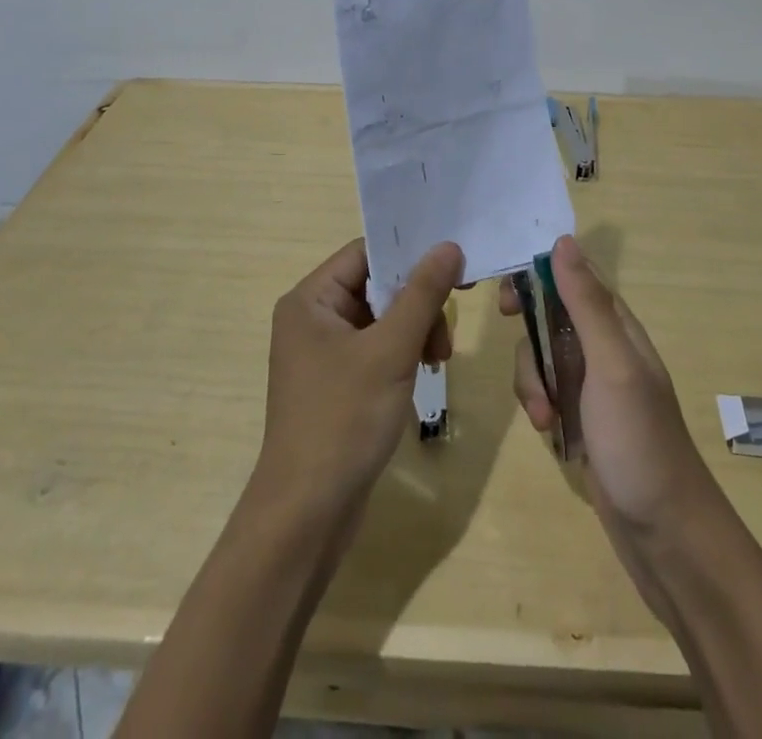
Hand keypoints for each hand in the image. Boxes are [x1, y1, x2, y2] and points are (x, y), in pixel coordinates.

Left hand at [256, 237, 462, 516]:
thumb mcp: (391, 351)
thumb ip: (423, 294)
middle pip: (376, 286)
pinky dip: (402, 354)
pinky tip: (423, 373)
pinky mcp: (336, 383)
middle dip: (417, 303)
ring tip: (438, 359)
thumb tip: (449, 246)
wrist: (307, 514)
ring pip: (381, 319)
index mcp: (310, 299)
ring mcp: (322, 353)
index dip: (410, 255)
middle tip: (446, 332)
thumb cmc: (343, 420)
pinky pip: (376, 348)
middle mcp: (311, 318)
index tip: (455, 268)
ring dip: (415, 330)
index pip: (366, 254)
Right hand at [502, 235, 715, 534]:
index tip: (507, 292)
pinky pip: (545, 389)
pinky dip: (537, 402)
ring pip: (542, 353)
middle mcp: (604, 346)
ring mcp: (592, 384)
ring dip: (531, 375)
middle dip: (527, 324)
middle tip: (506, 327)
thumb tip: (563, 241)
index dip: (538, 273)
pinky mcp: (581, 417)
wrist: (665, 534)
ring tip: (540, 412)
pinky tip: (544, 428)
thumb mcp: (612, 365)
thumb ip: (586, 304)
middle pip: (551, 312)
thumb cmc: (640, 441)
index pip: (573, 277)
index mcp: (617, 325)